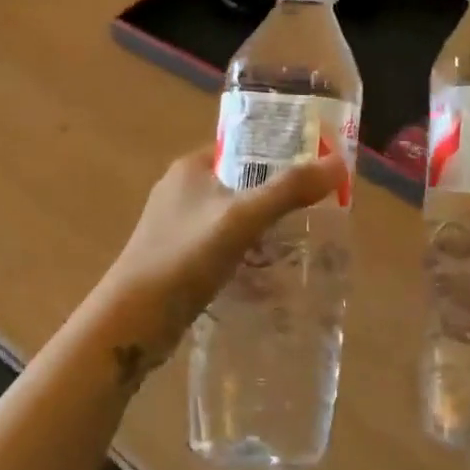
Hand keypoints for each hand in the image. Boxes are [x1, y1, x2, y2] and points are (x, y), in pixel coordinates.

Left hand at [95, 144, 346, 374]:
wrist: (131, 323)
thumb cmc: (183, 257)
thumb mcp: (241, 218)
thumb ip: (288, 190)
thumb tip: (339, 161)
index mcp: (191, 167)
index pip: (243, 147)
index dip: (279, 153)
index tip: (316, 170)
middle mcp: (182, 191)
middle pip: (243, 185)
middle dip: (277, 199)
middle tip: (318, 213)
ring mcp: (177, 228)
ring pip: (234, 221)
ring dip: (264, 232)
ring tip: (304, 247)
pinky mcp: (178, 262)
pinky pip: (223, 251)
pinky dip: (247, 259)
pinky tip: (271, 280)